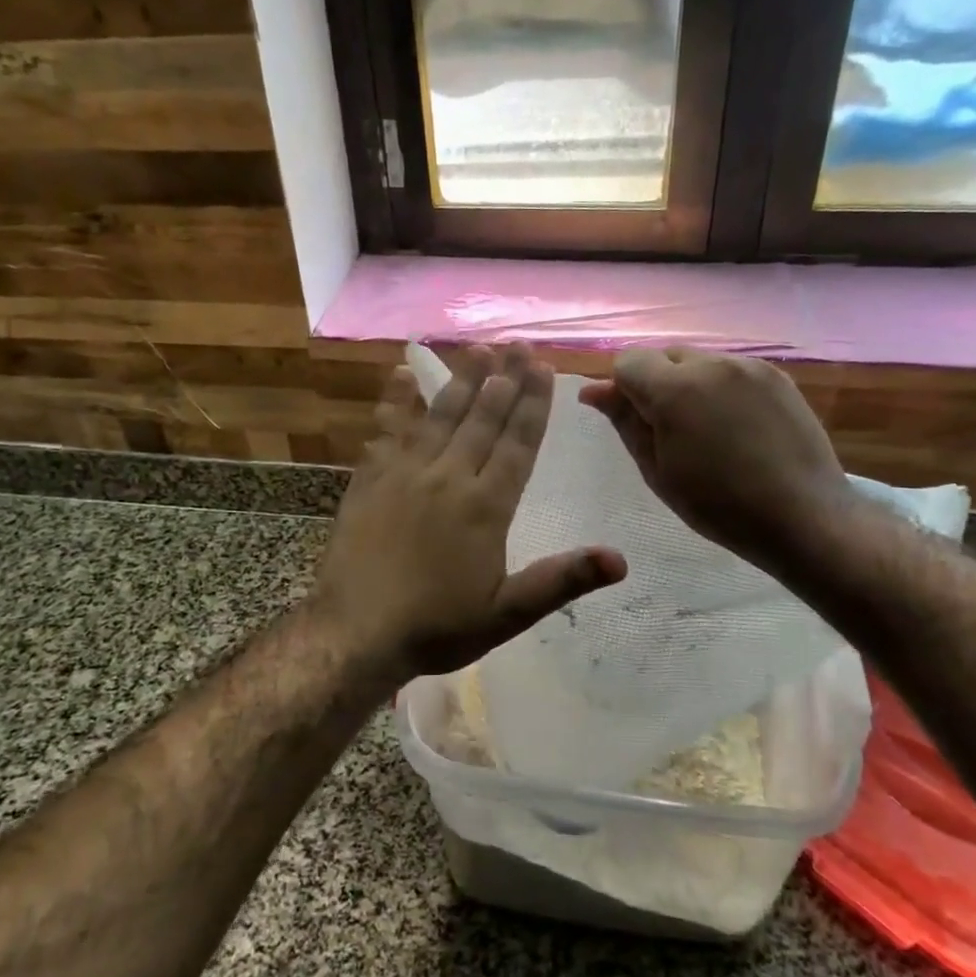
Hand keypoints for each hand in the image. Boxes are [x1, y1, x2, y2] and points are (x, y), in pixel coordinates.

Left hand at [312, 344, 626, 686]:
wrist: (355, 632)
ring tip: (478, 349)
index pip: (518, 443)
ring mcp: (405, 473)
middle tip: (516, 344)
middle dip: (504, 379)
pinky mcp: (370, 479)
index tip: (543, 367)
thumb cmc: (437, 626)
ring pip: (441, 415)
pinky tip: (401, 374)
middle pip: (483, 418)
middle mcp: (449, 477)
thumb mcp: (507, 613)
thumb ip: (561, 581)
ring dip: (462, 380)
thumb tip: (620, 559)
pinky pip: (388, 429)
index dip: (533, 404)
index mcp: (486, 506)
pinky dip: (396, 400)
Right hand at [578, 348, 852, 576]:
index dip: (622, 389)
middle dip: (656, 383)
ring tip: (706, 430)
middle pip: (663, 356)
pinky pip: (731, 370)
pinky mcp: (776, 375)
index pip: (627, 362)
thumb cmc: (718, 506)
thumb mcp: (657, 470)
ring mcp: (748, 366)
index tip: (634, 423)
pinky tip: (736, 426)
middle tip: (668, 431)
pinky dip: (720, 389)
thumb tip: (593, 390)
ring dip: (689, 384)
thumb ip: (625, 422)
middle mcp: (711, 364)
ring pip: (698, 361)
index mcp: (674, 390)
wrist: (802, 516)